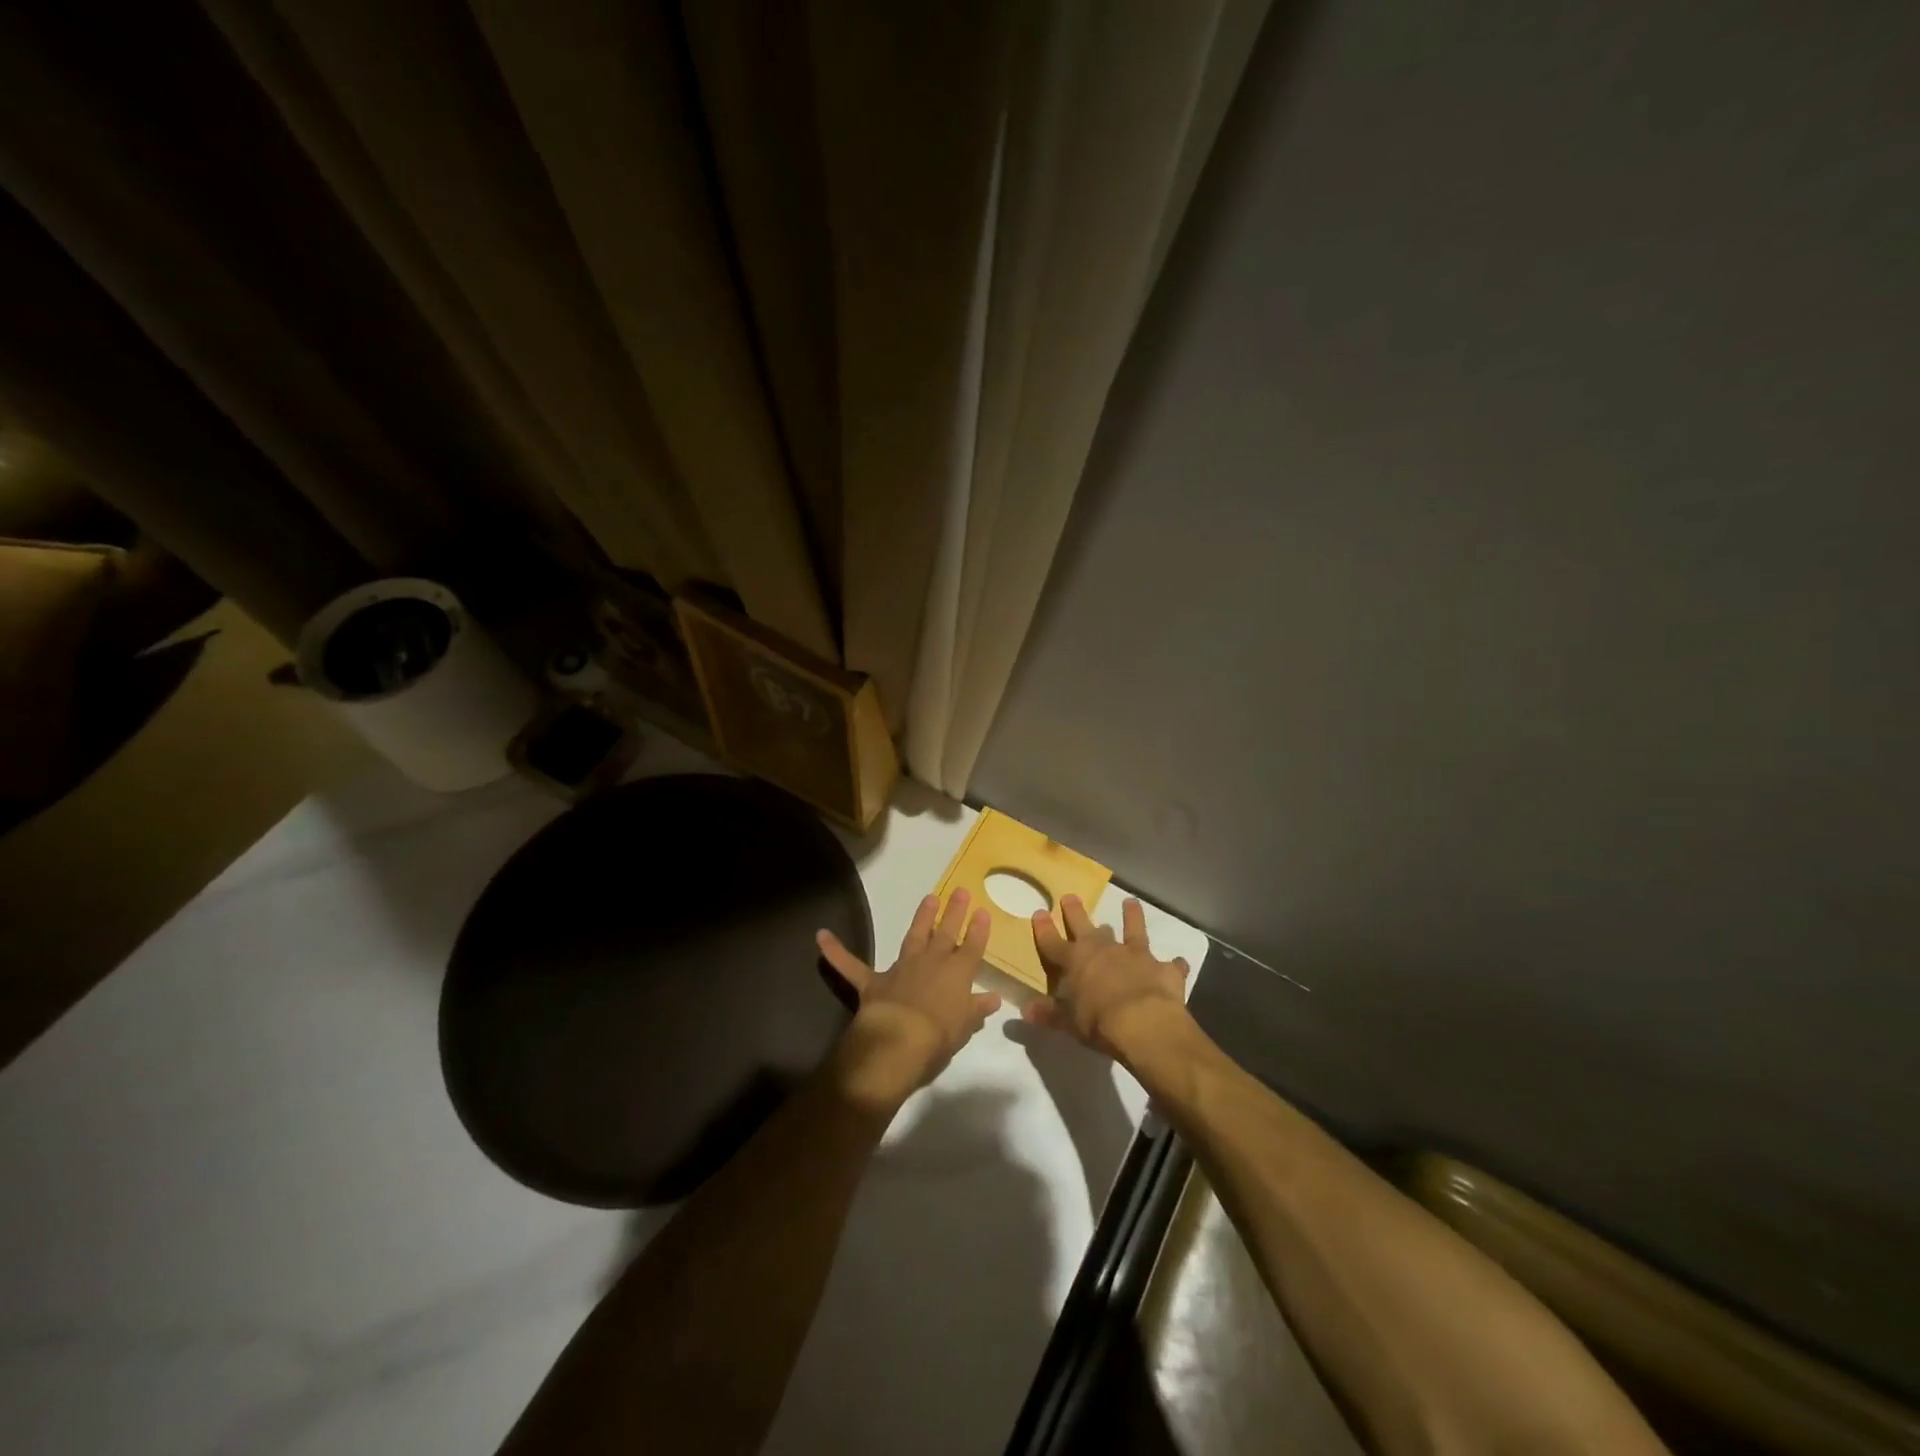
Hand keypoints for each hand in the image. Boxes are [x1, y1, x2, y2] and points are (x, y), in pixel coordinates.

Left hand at [816, 890, 1001, 1112]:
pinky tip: (820, 936)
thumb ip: (976, 1008)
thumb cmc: (940, 1036)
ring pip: (914, 936)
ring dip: (922, 917)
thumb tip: (992, 998)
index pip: (972, 947)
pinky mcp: (873, 981)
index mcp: (958, 974)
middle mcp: (932, 962)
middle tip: (959, 891)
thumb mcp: (965, 1026)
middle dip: (954, 912)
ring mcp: (902, 968)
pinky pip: (850, 965)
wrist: (901, 1040)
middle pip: (946, 932)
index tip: (982, 912)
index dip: (978, 929)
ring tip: (929, 898)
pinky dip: (835, 951)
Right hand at [1025, 894, 1191, 1066]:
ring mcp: (1135, 955)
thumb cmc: (1099, 1022)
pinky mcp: (1162, 968)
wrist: (1144, 1023)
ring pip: (1132, 929)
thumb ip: (1049, 1014)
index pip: (1053, 942)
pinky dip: (1173, 964)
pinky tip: (1179, 961)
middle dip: (1076, 912)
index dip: (1044, 929)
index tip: (1039, 913)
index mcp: (1076, 961)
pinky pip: (1170, 964)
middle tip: (1070, 896)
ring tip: (1131, 902)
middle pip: (1085, 926)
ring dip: (1131, 916)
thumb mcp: (1068, 1023)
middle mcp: (1104, 949)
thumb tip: (1025, 1011)